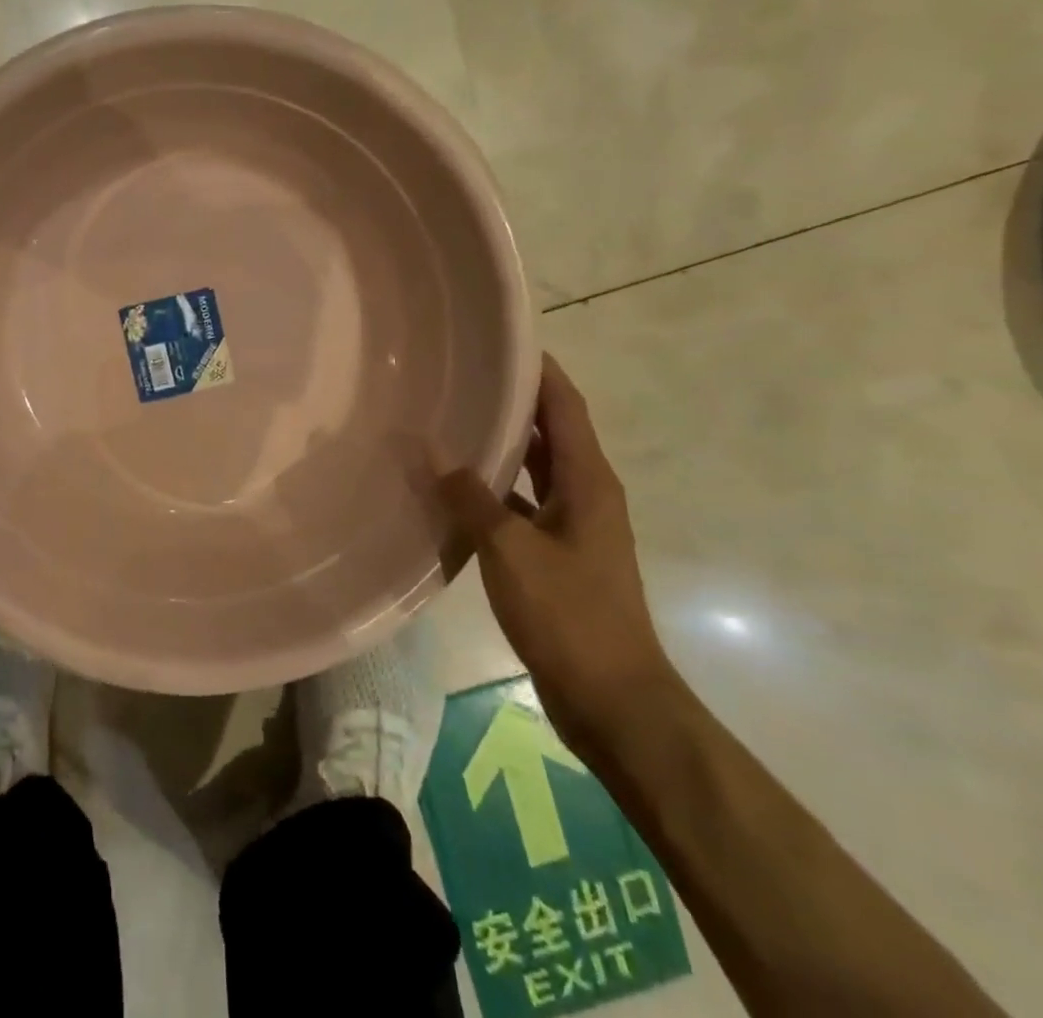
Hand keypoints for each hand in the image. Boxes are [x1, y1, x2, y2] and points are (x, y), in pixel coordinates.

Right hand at [438, 355, 674, 752]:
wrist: (613, 701)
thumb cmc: (570, 615)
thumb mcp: (511, 550)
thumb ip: (469, 496)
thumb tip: (428, 446)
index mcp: (589, 482)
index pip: (566, 407)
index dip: (541, 371)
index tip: (503, 340)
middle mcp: (586, 495)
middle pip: (552, 433)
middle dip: (514, 402)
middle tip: (462, 375)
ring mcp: (573, 529)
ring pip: (535, 471)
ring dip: (501, 447)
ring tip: (451, 420)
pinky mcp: (557, 558)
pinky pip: (521, 508)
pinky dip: (492, 492)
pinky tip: (453, 490)